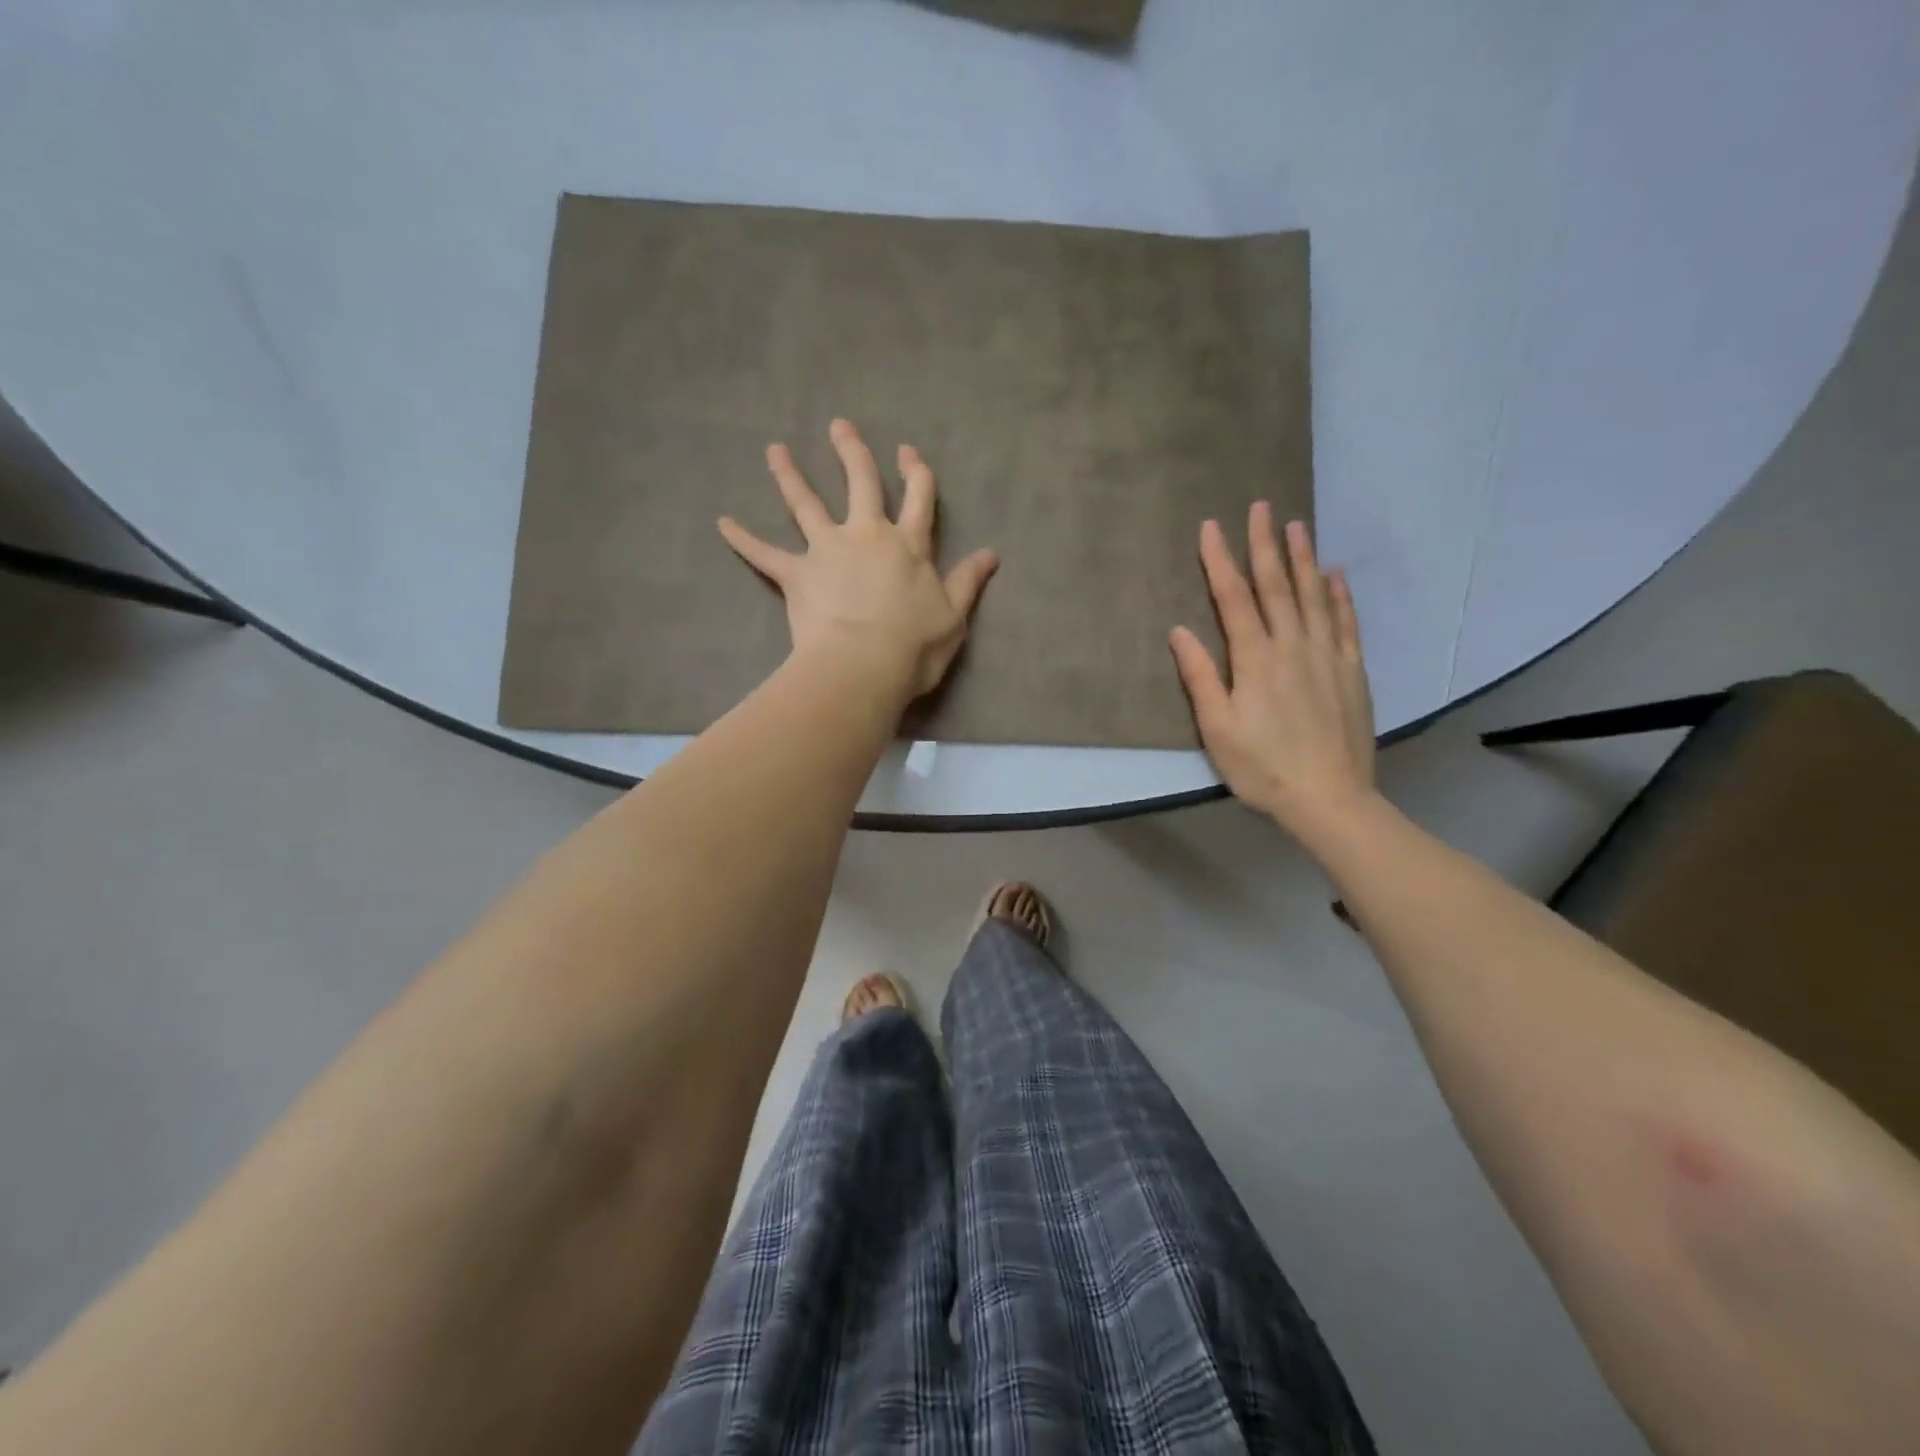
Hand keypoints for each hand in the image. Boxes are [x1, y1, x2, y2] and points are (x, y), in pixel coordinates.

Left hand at [718, 419, 998, 701]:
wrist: (864, 666)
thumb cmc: (915, 646)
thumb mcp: (954, 616)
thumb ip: (968, 581)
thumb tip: (991, 553)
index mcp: (909, 545)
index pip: (918, 499)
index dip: (915, 473)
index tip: (908, 451)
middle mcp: (867, 536)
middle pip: (860, 484)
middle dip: (852, 452)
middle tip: (839, 426)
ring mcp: (828, 551)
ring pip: (807, 504)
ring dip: (790, 476)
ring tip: (775, 451)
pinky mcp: (797, 574)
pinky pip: (764, 554)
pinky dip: (743, 539)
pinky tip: (723, 523)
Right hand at [1169, 503, 1376, 836]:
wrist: (1330, 798)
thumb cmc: (1262, 768)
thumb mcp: (1217, 729)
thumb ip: (1200, 677)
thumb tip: (1179, 631)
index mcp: (1255, 660)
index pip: (1233, 599)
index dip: (1220, 561)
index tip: (1211, 527)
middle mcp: (1292, 646)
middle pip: (1276, 586)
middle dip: (1265, 544)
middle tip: (1261, 506)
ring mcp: (1327, 656)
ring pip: (1313, 596)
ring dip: (1303, 558)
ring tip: (1297, 525)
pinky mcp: (1352, 671)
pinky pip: (1346, 622)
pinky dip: (1339, 595)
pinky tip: (1335, 575)